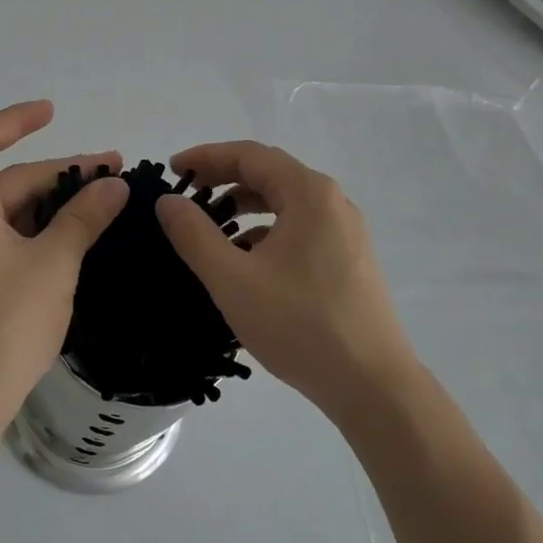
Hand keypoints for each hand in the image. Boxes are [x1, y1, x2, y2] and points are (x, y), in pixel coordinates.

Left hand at [0, 100, 128, 436]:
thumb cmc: (5, 324)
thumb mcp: (54, 263)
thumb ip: (84, 216)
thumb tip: (116, 185)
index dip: (18, 119)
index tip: (53, 111)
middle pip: (3, 178)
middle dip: (57, 174)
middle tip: (111, 173)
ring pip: (3, 207)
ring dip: (48, 202)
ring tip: (100, 200)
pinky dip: (31, 226)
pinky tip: (70, 231)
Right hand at [155, 140, 415, 424]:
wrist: (374, 387)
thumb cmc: (300, 325)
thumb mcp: (233, 279)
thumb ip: (194, 235)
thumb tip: (168, 201)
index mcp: (308, 193)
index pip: (249, 155)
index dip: (206, 157)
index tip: (172, 169)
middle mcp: (332, 201)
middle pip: (269, 173)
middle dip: (224, 177)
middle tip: (187, 191)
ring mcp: (345, 231)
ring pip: (285, 201)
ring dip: (245, 205)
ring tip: (211, 225)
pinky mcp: (349, 259)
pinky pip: (300, 226)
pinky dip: (267, 229)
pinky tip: (247, 259)